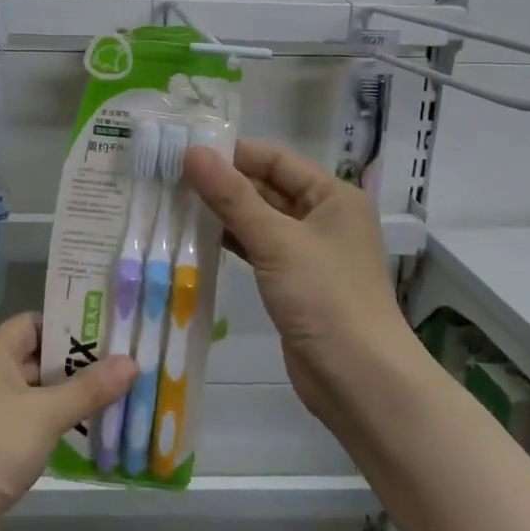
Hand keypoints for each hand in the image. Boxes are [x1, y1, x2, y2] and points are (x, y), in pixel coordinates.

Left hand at [0, 313, 134, 530]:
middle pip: (42, 358)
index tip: (113, 330)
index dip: (72, 325)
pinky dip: (62, 426)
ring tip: (124, 397)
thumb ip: (89, 388)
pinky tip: (97, 434)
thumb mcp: (45, 414)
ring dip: (76, 398)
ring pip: (41, 395)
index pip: (37, 323)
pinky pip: (36, 425)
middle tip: (129, 365)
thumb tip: (132, 361)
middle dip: (83, 364)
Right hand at [184, 139, 404, 421]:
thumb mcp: (276, 241)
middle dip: (223, 183)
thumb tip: (192, 152)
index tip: (185, 151)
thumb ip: (231, 197)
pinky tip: (197, 239)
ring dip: (223, 214)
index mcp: (333, 196)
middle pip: (267, 188)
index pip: (276, 160)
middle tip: (170, 178)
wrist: (359, 379)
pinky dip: (232, 243)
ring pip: (260, 220)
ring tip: (174, 203)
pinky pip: (259, 250)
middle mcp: (324, 218)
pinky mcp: (294, 282)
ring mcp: (309, 252)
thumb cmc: (325, 298)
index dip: (233, 154)